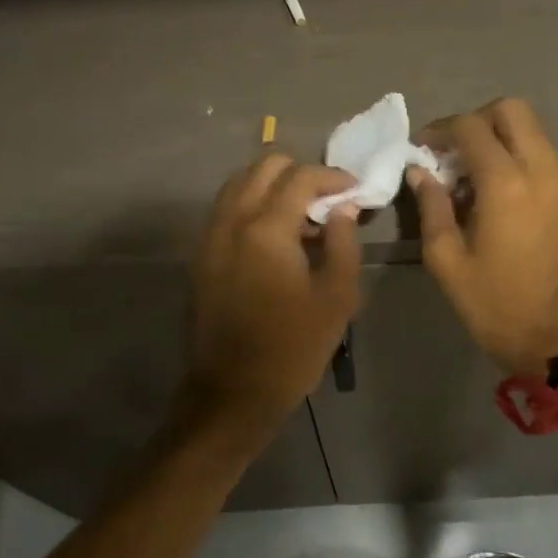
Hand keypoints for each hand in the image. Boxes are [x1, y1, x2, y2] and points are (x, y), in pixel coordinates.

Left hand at [182, 154, 362, 439]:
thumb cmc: (293, 346)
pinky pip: (227, 209)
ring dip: (273, 186)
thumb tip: (344, 208)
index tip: (355, 191)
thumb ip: (344, 242)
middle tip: (327, 199)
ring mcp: (211, 236)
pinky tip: (276, 234)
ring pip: (240, 183)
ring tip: (302, 215)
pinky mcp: (202, 254)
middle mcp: (232, 221)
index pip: (301, 176)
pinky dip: (252, 204)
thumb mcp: (336, 297)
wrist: (234, 391)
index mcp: (266, 228)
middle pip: (264, 167)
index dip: (333, 177)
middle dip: (300, 172)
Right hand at [409, 99, 557, 376]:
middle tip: (450, 151)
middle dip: (476, 119)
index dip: (441, 129)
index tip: (421, 149)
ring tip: (466, 171)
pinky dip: (513, 153)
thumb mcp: (447, 260)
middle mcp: (539, 172)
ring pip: (531, 129)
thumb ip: (431, 207)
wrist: (553, 339)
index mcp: (505, 185)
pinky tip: (490, 189)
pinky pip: (540, 154)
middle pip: (512, 110)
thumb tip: (419, 171)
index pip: (472, 127)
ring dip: (497, 135)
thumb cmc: (493, 304)